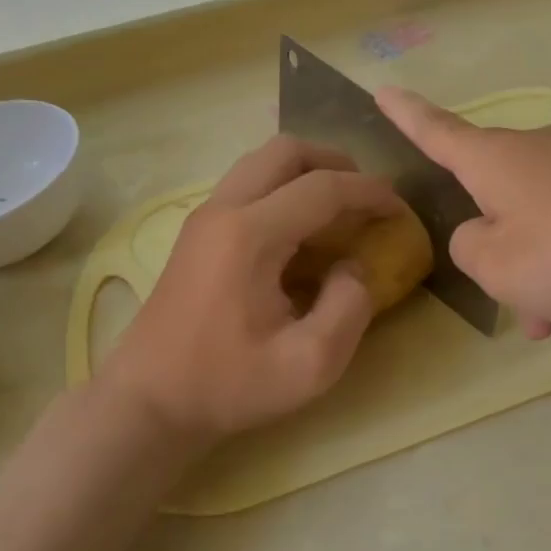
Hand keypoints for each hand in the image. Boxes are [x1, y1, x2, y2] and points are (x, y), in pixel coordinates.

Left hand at [98, 136, 402, 444]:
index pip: (323, 188)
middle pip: (287, 150)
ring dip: (307, 171)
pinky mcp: (197, 230)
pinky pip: (247, 182)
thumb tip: (354, 267)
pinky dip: (282, 187)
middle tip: (366, 198)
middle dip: (337, 163)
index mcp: (250, 235)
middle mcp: (224, 209)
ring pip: (263, 160)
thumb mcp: (309, 365)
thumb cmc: (228, 385)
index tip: (401, 209)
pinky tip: (299, 229)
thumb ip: (349, 308)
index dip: (370, 192)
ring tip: (337, 208)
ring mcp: (204, 215)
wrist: (149, 400)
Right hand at [376, 88, 550, 374]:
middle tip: (544, 331)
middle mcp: (542, 157)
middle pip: (509, 220)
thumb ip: (470, 251)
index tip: (383, 90)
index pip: (436, 132)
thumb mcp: (498, 266)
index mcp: (496, 162)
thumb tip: (486, 236)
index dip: (406, 116)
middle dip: (522, 283)